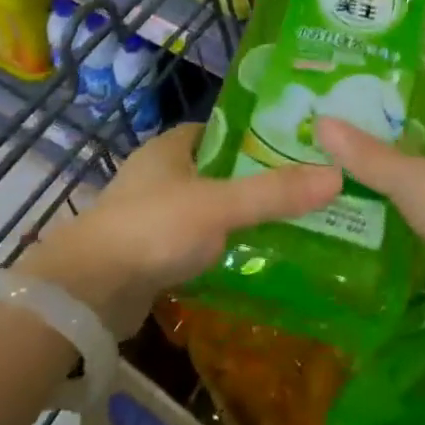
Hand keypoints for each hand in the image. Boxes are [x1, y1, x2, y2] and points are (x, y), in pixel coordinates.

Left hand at [18, 123, 340, 338]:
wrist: (86, 293)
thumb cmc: (153, 228)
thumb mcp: (220, 205)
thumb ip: (275, 193)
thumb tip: (337, 175)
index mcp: (172, 146)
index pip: (224, 131)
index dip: (259, 137)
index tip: (297, 149)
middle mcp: (159, 173)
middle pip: (218, 169)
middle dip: (254, 180)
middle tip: (302, 190)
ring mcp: (149, 213)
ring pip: (206, 207)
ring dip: (236, 216)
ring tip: (287, 225)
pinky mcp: (146, 251)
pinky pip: (193, 240)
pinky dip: (217, 246)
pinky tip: (248, 258)